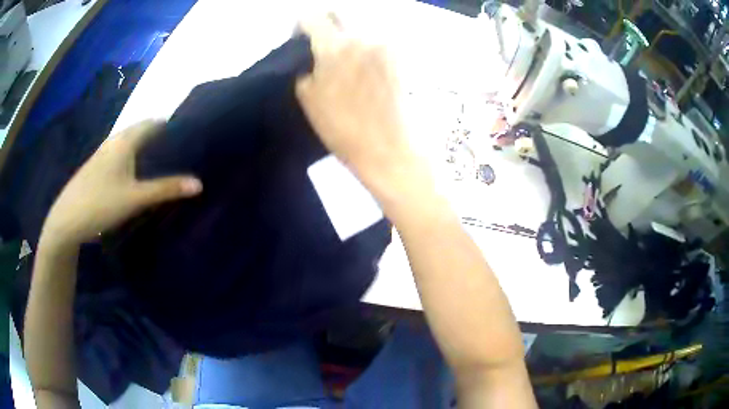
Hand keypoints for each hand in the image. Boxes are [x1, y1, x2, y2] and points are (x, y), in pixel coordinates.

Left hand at [40, 120, 201, 246]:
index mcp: (125, 140)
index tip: (188, 137)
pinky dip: (133, 160)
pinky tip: (136, 177)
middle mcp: (114, 141)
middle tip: (179, 153)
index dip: (171, 126)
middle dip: (160, 139)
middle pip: (141, 132)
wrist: (67, 220)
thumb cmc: (101, 203)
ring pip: (129, 144)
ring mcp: (103, 154)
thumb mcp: (135, 198)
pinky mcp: (97, 168)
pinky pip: (120, 156)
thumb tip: (199, 183)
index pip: (153, 123)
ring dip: (145, 150)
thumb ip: (166, 189)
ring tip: (162, 164)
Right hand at [296, 14, 417, 188]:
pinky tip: (362, 68)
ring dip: (346, 37)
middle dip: (326, 26)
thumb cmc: (343, 129)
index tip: (299, 37)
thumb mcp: (308, 99)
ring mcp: (384, 44)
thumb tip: (312, 59)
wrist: (388, 147)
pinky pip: (375, 41)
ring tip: (342, 61)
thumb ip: (306, 68)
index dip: (301, 24)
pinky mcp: (399, 56)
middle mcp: (362, 36)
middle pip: (339, 16)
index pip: (313, 16)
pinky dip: (363, 47)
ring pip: (358, 28)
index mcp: (335, 46)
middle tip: (319, 45)